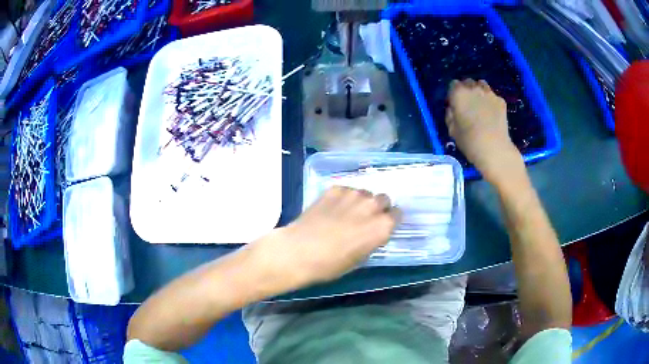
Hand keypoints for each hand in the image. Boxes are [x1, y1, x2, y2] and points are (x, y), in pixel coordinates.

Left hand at [249, 186, 400, 288]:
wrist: (299, 250)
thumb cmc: (331, 264)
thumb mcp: (360, 259)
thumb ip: (372, 240)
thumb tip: (372, 233)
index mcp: (382, 226)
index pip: (397, 214)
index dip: (389, 220)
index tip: (381, 226)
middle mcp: (372, 206)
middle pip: (384, 199)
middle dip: (378, 208)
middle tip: (364, 219)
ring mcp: (353, 194)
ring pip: (365, 193)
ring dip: (361, 201)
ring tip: (345, 213)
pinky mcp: (335, 189)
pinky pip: (347, 190)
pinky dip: (344, 197)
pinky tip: (331, 209)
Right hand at [445, 79, 523, 183]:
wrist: (495, 150)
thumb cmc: (469, 141)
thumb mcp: (452, 130)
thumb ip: (450, 115)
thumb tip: (453, 109)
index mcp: (459, 94)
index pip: (453, 84)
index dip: (453, 94)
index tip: (454, 104)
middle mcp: (474, 89)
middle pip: (468, 82)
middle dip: (466, 90)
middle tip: (467, 104)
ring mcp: (489, 93)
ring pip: (482, 85)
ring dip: (479, 91)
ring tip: (480, 105)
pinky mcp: (501, 101)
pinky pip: (493, 96)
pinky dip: (490, 101)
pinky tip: (491, 113)